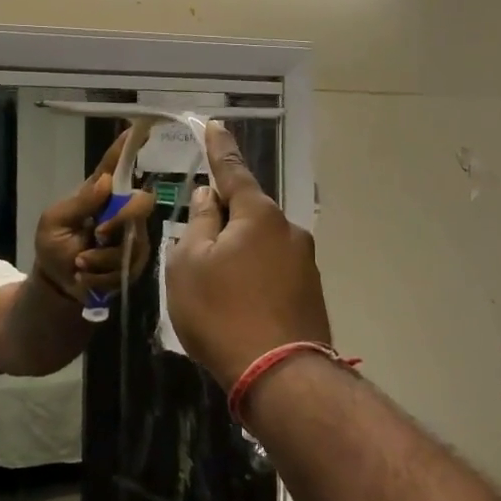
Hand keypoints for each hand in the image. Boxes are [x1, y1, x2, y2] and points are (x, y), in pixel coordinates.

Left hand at [32, 130, 158, 301]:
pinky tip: (86, 277)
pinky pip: (128, 267)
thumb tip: (106, 182)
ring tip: (79, 264)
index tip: (142, 127)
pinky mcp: (134, 262)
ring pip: (133, 241)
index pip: (116, 165)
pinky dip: (102, 276)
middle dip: (120, 220)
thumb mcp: (54, 223)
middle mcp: (121, 210)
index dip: (128, 147)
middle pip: (141, 202)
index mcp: (100, 193)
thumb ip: (79, 204)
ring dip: (102, 258)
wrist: (58, 285)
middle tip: (97, 235)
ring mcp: (132, 236)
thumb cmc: (53, 246)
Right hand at [166, 121, 331, 389]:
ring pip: (260, 243)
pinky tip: (239, 306)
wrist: (281, 376)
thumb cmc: (222, 313)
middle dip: (223, 219)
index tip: (215, 124)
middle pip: (247, 211)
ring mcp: (304, 262)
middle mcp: (288, 229)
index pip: (233, 170)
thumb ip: (198, 223)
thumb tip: (208, 196)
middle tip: (197, 246)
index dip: (219, 148)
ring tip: (215, 288)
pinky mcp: (310, 292)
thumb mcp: (189, 264)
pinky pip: (273, 270)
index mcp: (258, 214)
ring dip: (238, 252)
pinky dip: (253, 277)